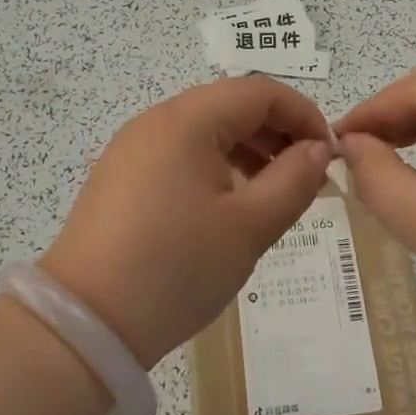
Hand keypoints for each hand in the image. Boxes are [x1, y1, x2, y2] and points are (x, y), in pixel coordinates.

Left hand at [39, 77, 333, 368]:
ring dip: (248, 149)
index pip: (260, 91)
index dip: (304, 114)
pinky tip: (229, 204)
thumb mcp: (250, 226)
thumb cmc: (177, 268)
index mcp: (187, 120)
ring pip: (205, 129)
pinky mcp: (121, 175)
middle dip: (277, 132)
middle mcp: (156, 120)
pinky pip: (180, 153)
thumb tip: (318, 149)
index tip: (330, 154)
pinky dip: (215, 165)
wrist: (86, 323)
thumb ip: (294, 180)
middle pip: (231, 105)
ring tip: (274, 191)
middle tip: (307, 175)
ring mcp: (133, 147)